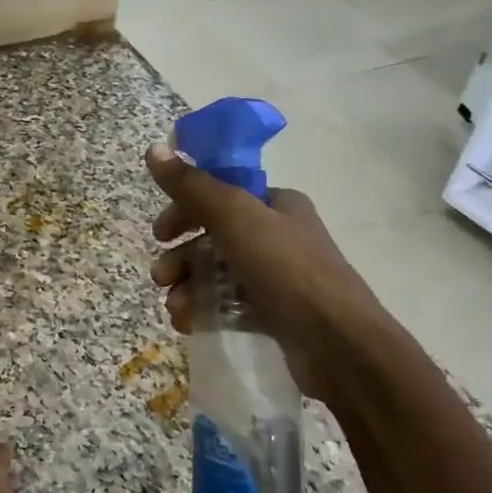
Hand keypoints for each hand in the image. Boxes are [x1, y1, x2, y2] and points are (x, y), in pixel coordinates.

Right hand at [145, 144, 382, 402]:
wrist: (338, 343)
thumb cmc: (285, 268)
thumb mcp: (234, 216)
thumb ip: (191, 185)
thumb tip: (154, 149)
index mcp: (274, 203)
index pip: (218, 194)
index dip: (184, 210)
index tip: (160, 234)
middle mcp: (277, 235)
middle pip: (212, 237)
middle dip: (181, 257)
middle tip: (161, 277)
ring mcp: (276, 276)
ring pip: (216, 274)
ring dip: (187, 287)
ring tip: (175, 308)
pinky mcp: (274, 314)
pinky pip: (228, 305)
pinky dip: (204, 311)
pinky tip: (189, 324)